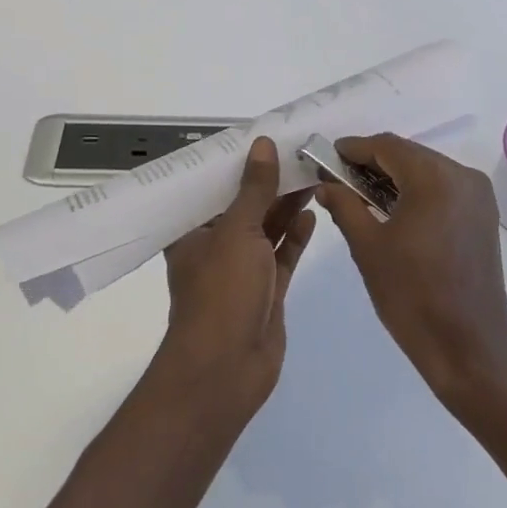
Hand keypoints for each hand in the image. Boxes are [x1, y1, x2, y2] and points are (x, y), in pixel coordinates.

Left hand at [160, 137, 315, 420]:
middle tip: (297, 151)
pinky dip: (296, 235)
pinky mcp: (267, 290)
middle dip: (268, 182)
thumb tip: (261, 144)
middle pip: (244, 206)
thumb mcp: (237, 231)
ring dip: (286, 205)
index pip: (212, 187)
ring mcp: (242, 270)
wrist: (227, 370)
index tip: (260, 137)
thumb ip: (254, 189)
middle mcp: (215, 247)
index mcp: (193, 231)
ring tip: (311, 173)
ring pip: (267, 229)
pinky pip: (283, 255)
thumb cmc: (221, 293)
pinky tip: (312, 212)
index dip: (234, 163)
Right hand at [314, 133, 506, 412]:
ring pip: (427, 169)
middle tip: (339, 177)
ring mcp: (479, 195)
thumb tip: (326, 185)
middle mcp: (462, 176)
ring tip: (361, 194)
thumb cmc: (412, 296)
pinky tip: (393, 208)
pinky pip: (444, 187)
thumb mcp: (368, 248)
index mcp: (435, 178)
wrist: (468, 348)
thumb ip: (345, 206)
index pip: (387, 146)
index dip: (355, 148)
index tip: (328, 156)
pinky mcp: (484, 215)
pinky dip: (417, 190)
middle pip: (409, 154)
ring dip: (395, 176)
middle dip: (373, 162)